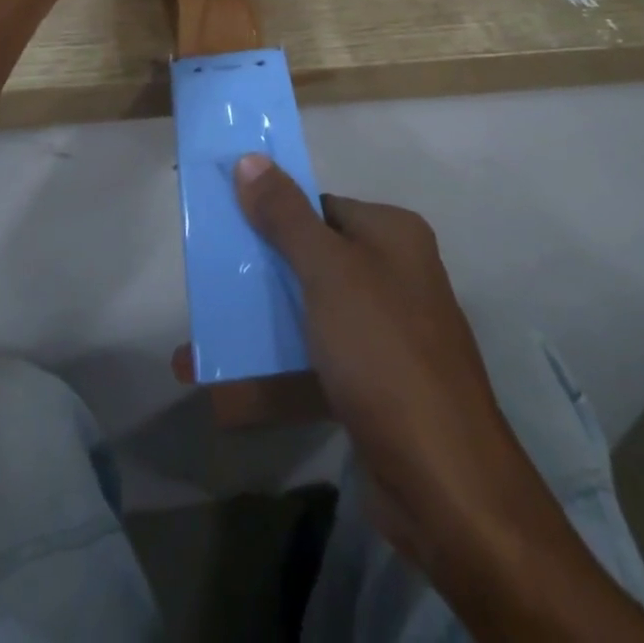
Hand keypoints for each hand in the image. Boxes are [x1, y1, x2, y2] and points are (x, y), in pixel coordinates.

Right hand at [223, 155, 531, 571]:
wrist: (445, 485)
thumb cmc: (384, 351)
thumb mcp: (328, 272)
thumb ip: (286, 216)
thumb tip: (250, 158)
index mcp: (392, 236)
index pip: (322, 207)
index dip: (272, 211)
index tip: (224, 222)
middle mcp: (392, 277)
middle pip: (311, 260)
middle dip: (257, 271)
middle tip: (204, 277)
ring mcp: (383, 335)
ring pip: (307, 316)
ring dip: (256, 327)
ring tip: (198, 336)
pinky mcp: (371, 388)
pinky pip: (312, 367)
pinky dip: (271, 376)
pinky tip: (219, 392)